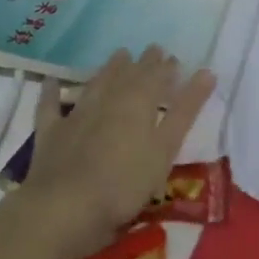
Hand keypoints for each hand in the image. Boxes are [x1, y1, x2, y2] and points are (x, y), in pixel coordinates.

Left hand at [13, 47, 215, 258]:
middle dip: (143, 62)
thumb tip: (208, 72)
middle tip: (153, 50)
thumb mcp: (164, 150)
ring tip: (120, 54)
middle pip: (129, 74)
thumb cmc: (123, 184)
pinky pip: (50, 105)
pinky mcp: (51, 131)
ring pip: (97, 82)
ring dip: (109, 67)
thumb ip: (185, 111)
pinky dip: (52, 92)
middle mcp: (109, 98)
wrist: (64, 207)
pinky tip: (51, 80)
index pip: (157, 76)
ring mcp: (77, 113)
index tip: (175, 59)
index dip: (167, 67)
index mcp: (139, 101)